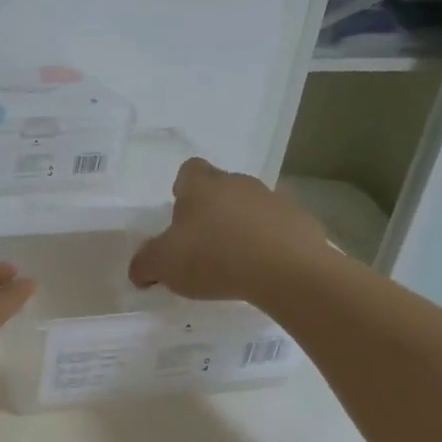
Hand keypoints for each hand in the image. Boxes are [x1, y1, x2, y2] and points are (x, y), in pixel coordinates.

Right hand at [128, 157, 327, 301]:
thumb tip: (138, 271)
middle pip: (222, 188)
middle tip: (204, 244)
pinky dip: (272, 244)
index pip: (189, 170)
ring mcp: (275, 200)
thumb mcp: (164, 265)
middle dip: (213, 211)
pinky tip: (265, 270)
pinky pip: (280, 229)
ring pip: (252, 207)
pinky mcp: (303, 223)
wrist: (287, 271)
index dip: (183, 189)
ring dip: (244, 227)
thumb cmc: (214, 257)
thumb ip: (145, 264)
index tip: (180, 215)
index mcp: (202, 185)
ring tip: (237, 262)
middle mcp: (239, 183)